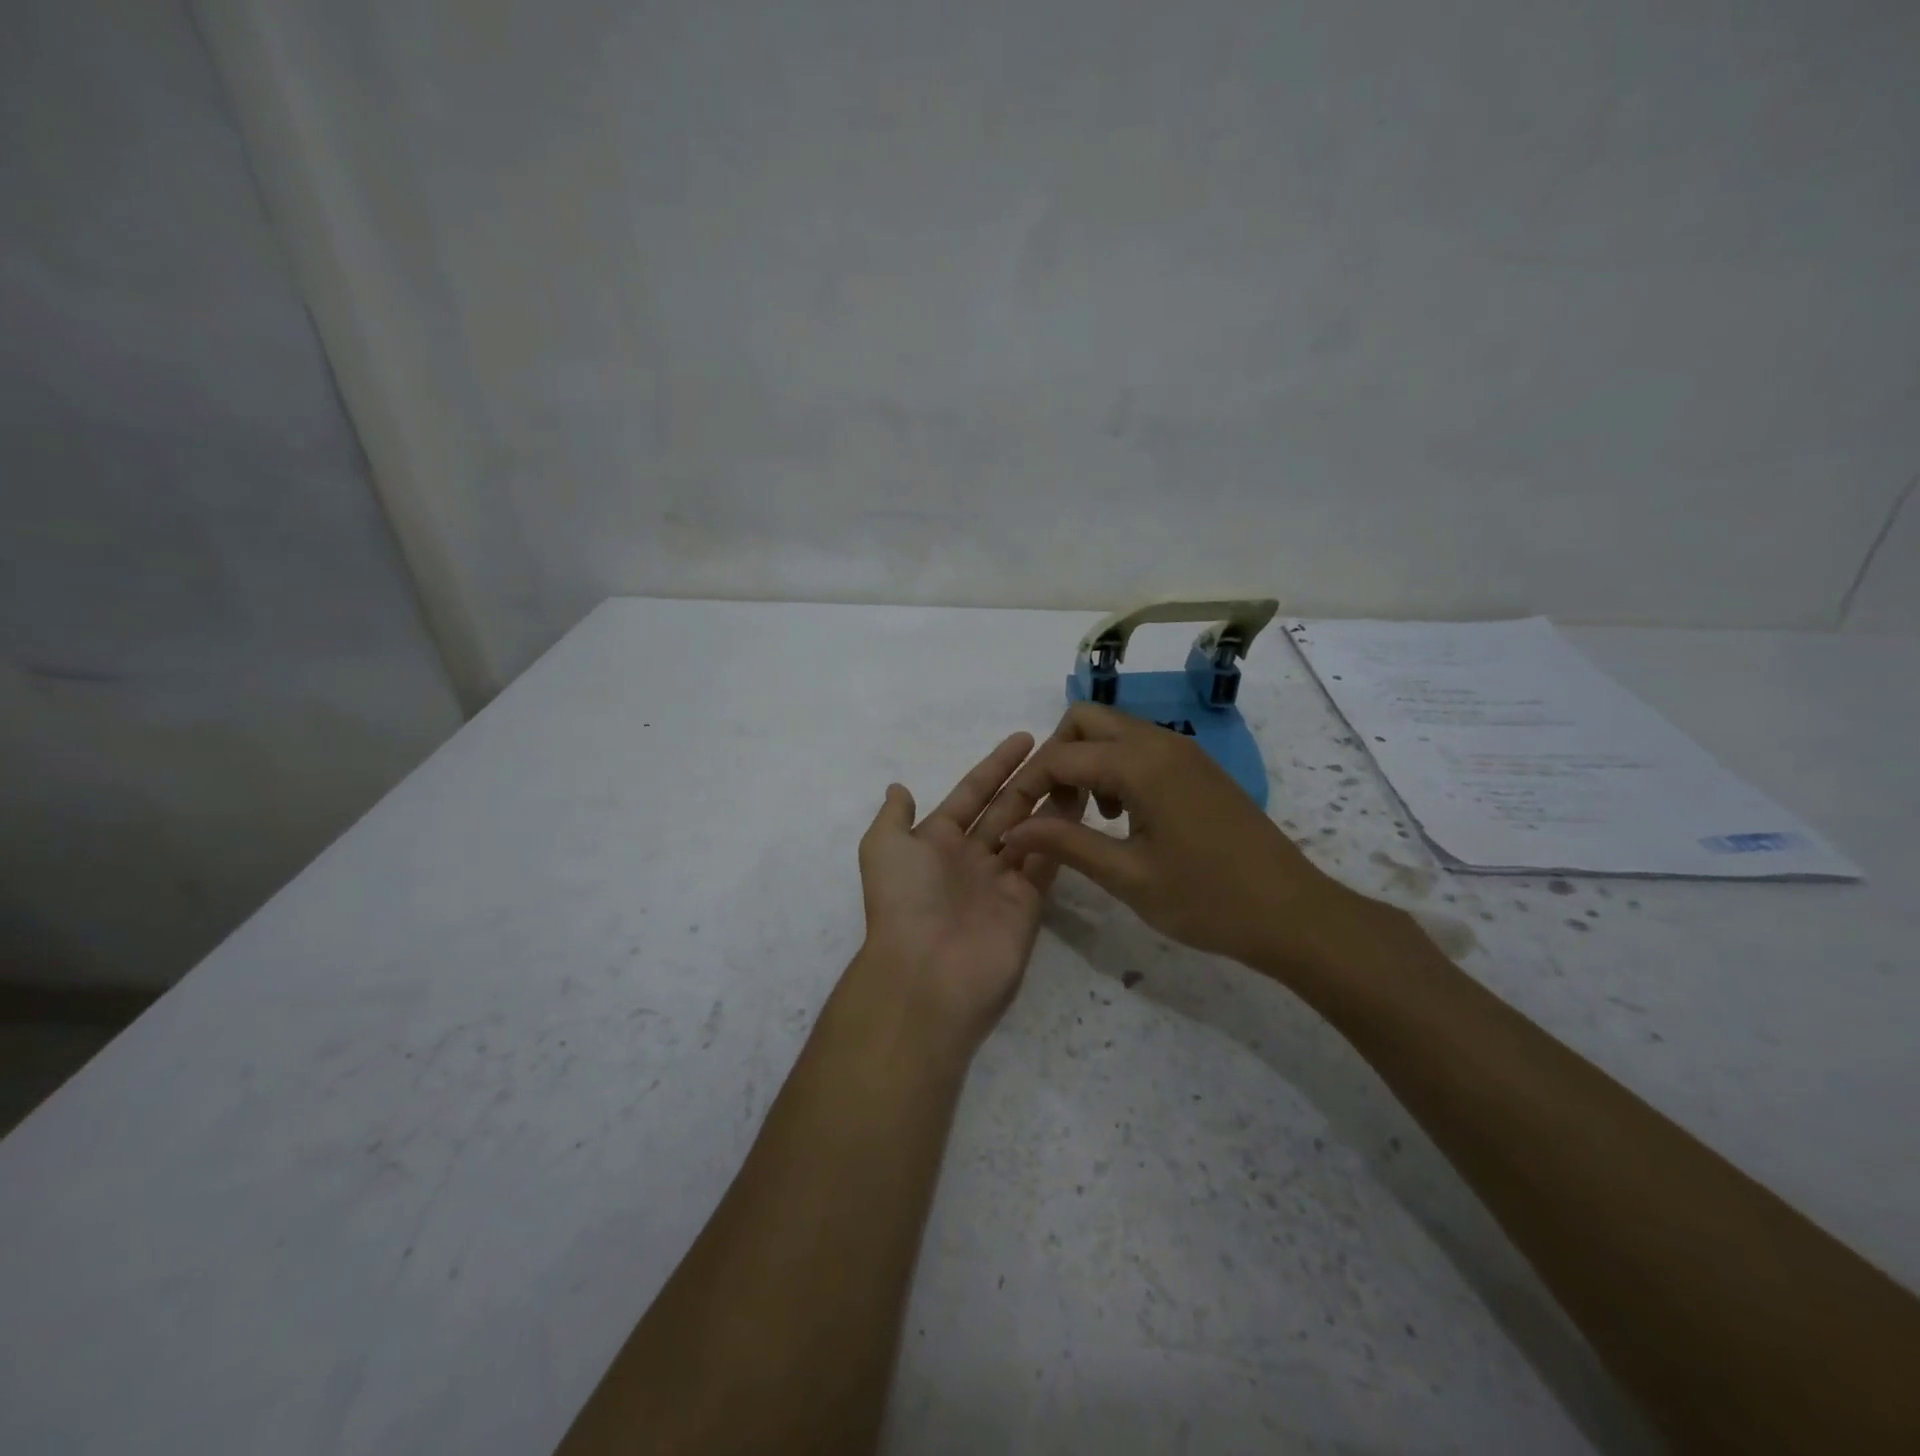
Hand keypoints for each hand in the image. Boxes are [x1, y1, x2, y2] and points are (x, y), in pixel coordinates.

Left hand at [856, 733, 1076, 1050]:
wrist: (927, 972)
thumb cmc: (904, 900)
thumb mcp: (883, 848)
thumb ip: (894, 816)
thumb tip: (899, 788)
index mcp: (936, 840)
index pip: (972, 794)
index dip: (996, 766)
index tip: (1024, 739)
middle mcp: (970, 857)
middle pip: (1006, 808)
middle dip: (1030, 780)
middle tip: (1063, 752)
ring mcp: (1001, 880)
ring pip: (1032, 831)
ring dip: (1052, 803)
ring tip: (1080, 773)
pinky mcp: (1027, 903)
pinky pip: (1046, 861)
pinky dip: (1062, 837)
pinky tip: (1081, 808)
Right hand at [997, 703, 1380, 978]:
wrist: (1292, 913)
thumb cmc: (1207, 900)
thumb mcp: (1127, 876)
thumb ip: (1065, 844)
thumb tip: (1012, 830)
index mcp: (1141, 764)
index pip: (1061, 755)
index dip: (1028, 785)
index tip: (1012, 821)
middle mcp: (1160, 742)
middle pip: (1085, 720)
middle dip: (1056, 757)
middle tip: (1055, 809)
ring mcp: (1183, 750)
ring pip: (1113, 730)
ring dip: (1087, 761)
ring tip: (1087, 816)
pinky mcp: (1197, 766)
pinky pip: (1140, 746)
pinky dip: (1115, 767)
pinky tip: (1123, 816)